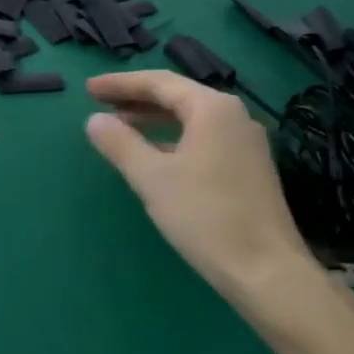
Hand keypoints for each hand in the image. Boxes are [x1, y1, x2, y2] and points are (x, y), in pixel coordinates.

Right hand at [83, 71, 318, 297]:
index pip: (159, 82)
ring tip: (120, 127)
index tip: (87, 88)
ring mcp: (245, 143)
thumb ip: (120, 143)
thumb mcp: (151, 177)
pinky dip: (172, 139)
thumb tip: (94, 120)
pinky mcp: (248, 168)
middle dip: (136, 98)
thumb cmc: (205, 216)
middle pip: (177, 96)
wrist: (265, 270)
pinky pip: (202, 139)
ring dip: (153, 119)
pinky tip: (154, 155)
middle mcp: (234, 117)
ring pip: (190, 119)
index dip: (121, 84)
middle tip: (99, 104)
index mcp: (212, 109)